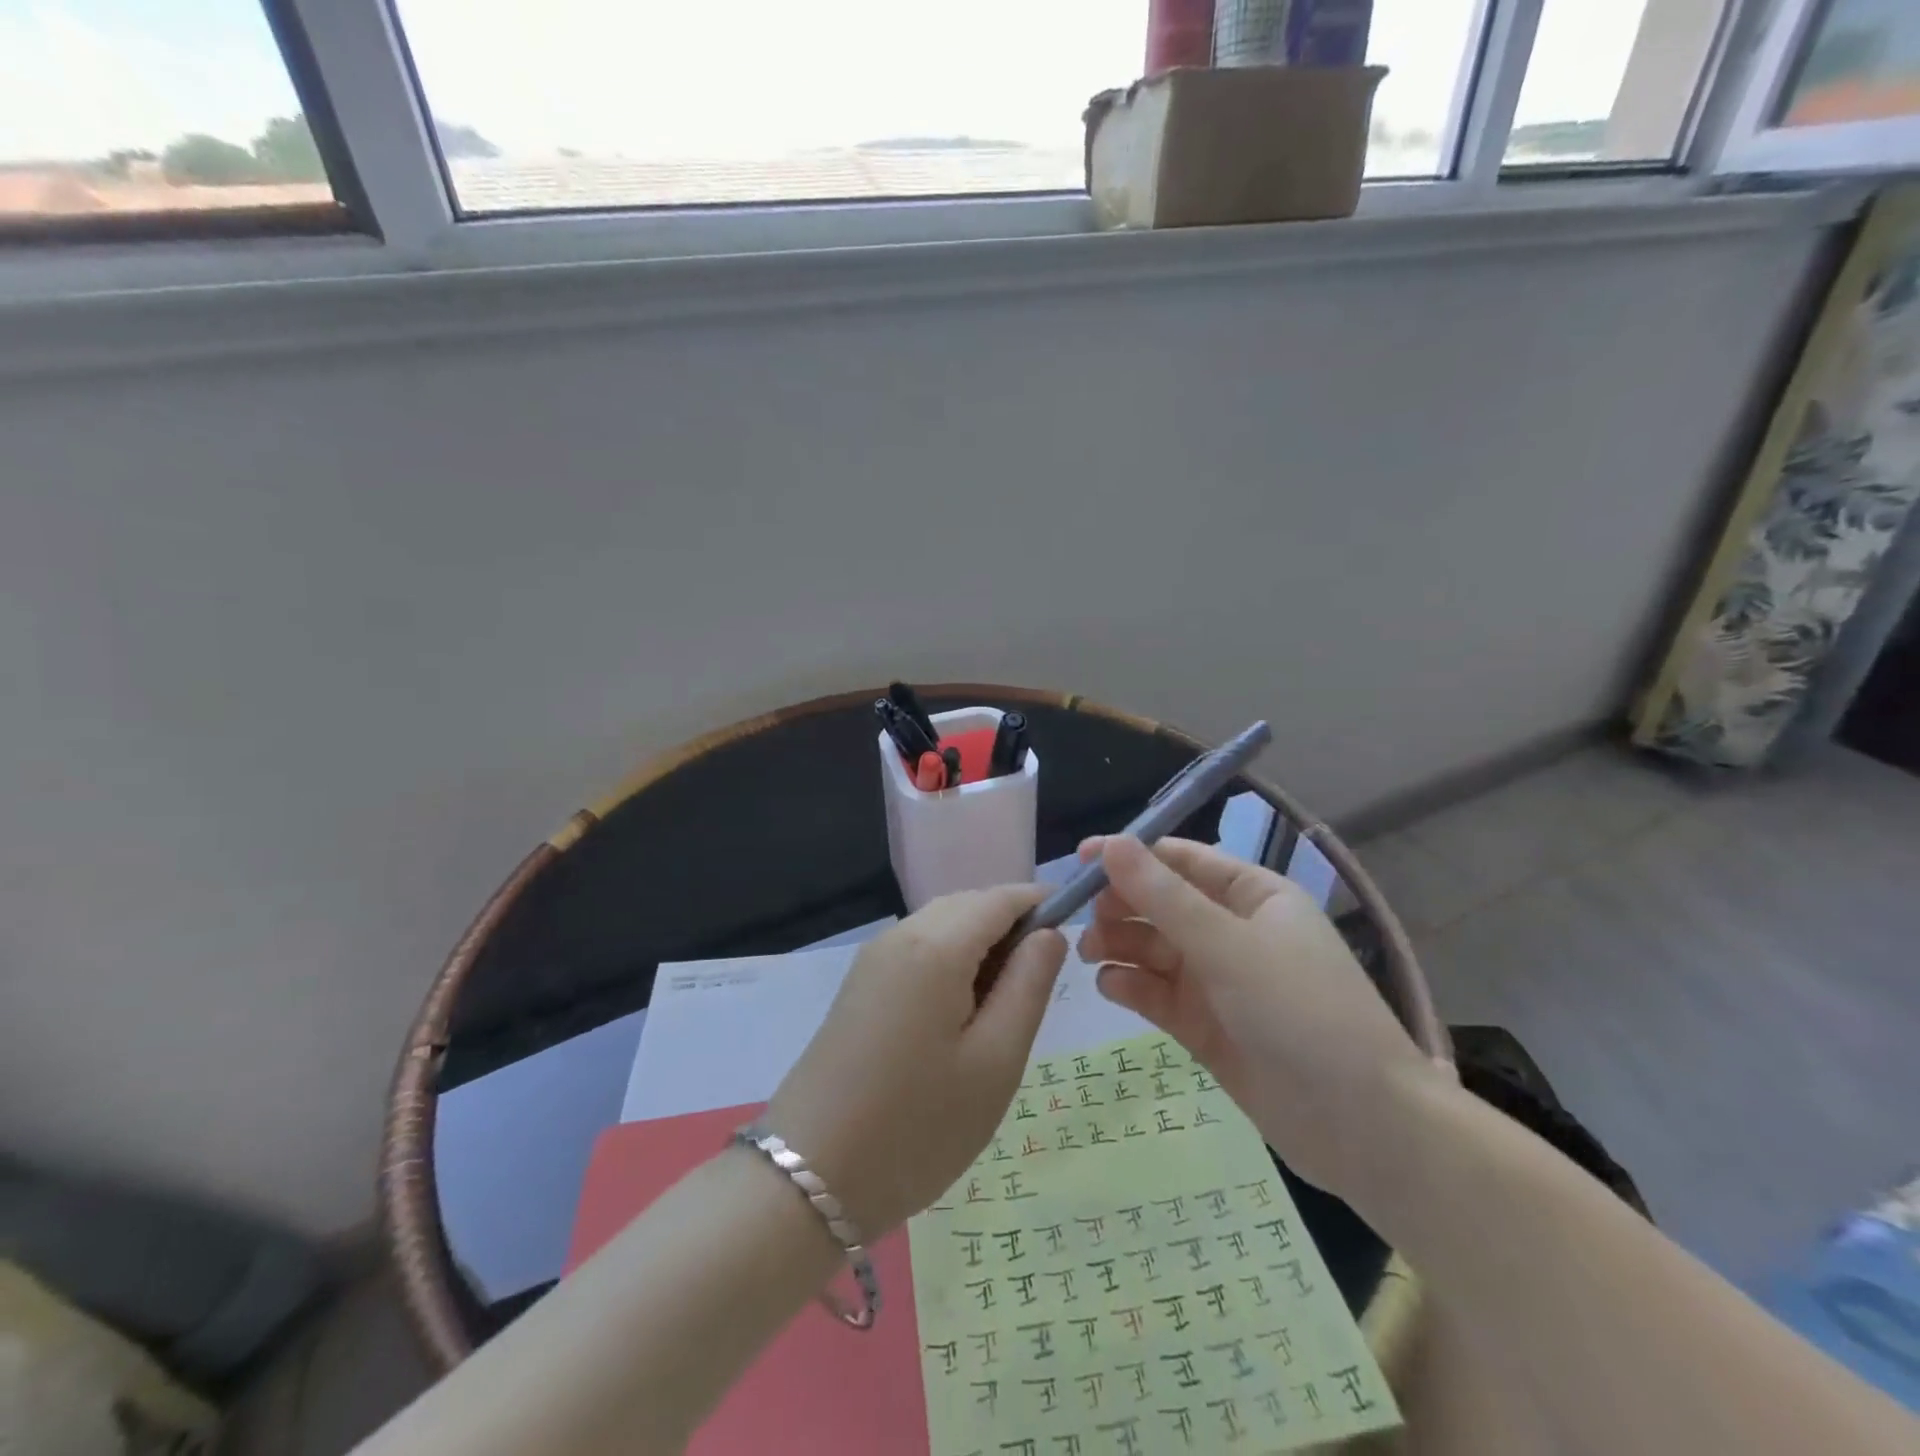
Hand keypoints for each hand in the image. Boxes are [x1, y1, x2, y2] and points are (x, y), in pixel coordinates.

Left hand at [765, 885, 1067, 1236]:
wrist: (809, 1178)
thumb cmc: (918, 1126)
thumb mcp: (995, 1062)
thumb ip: (1029, 985)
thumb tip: (1050, 933)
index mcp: (936, 945)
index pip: (1000, 897)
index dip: (1041, 903)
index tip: (1077, 931)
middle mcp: (901, 935)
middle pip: (969, 905)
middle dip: (1011, 925)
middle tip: (1041, 984)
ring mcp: (873, 958)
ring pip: (942, 925)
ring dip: (981, 944)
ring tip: (1005, 1006)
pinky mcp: (860, 984)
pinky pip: (918, 948)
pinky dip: (951, 960)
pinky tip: (962, 1012)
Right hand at [1077, 836, 1435, 1195]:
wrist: (1363, 1128)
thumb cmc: (1301, 1013)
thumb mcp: (1228, 946)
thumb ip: (1163, 897)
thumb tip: (1111, 844)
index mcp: (1253, 895)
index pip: (1181, 860)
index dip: (1130, 855)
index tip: (1080, 860)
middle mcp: (1233, 931)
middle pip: (1161, 904)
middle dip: (1121, 906)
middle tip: (1082, 918)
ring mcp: (1219, 981)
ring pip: (1154, 948)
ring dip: (1119, 944)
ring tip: (1089, 953)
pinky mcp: (1205, 1025)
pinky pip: (1157, 992)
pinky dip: (1131, 985)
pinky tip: (1111, 986)